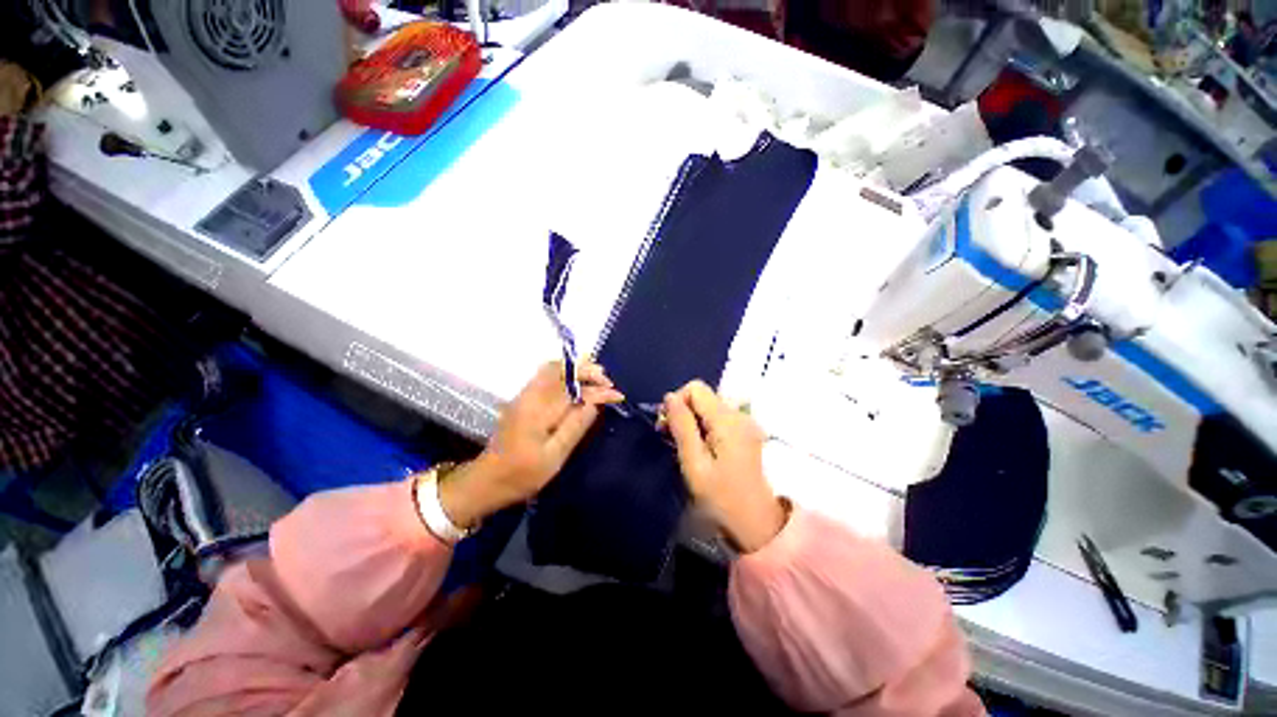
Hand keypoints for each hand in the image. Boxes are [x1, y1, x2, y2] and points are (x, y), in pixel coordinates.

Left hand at [439, 361, 622, 527]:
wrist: (486, 481)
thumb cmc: (522, 475)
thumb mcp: (554, 457)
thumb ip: (575, 427)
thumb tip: (594, 404)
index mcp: (538, 411)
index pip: (574, 390)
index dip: (598, 389)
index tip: (618, 395)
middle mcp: (530, 396)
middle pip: (559, 369)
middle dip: (586, 369)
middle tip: (607, 380)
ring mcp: (523, 396)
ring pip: (552, 369)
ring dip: (576, 370)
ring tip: (597, 378)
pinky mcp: (522, 400)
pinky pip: (546, 377)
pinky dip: (565, 374)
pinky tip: (576, 384)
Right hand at [663, 381, 786, 552]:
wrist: (760, 525)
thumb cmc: (722, 498)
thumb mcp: (694, 464)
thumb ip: (682, 427)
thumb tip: (669, 397)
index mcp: (727, 420)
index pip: (696, 388)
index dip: (677, 401)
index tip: (667, 427)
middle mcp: (739, 415)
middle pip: (703, 397)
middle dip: (683, 412)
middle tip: (671, 439)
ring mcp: (746, 424)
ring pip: (709, 408)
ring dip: (692, 421)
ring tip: (684, 447)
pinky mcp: (747, 433)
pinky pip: (719, 420)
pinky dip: (704, 428)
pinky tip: (700, 449)